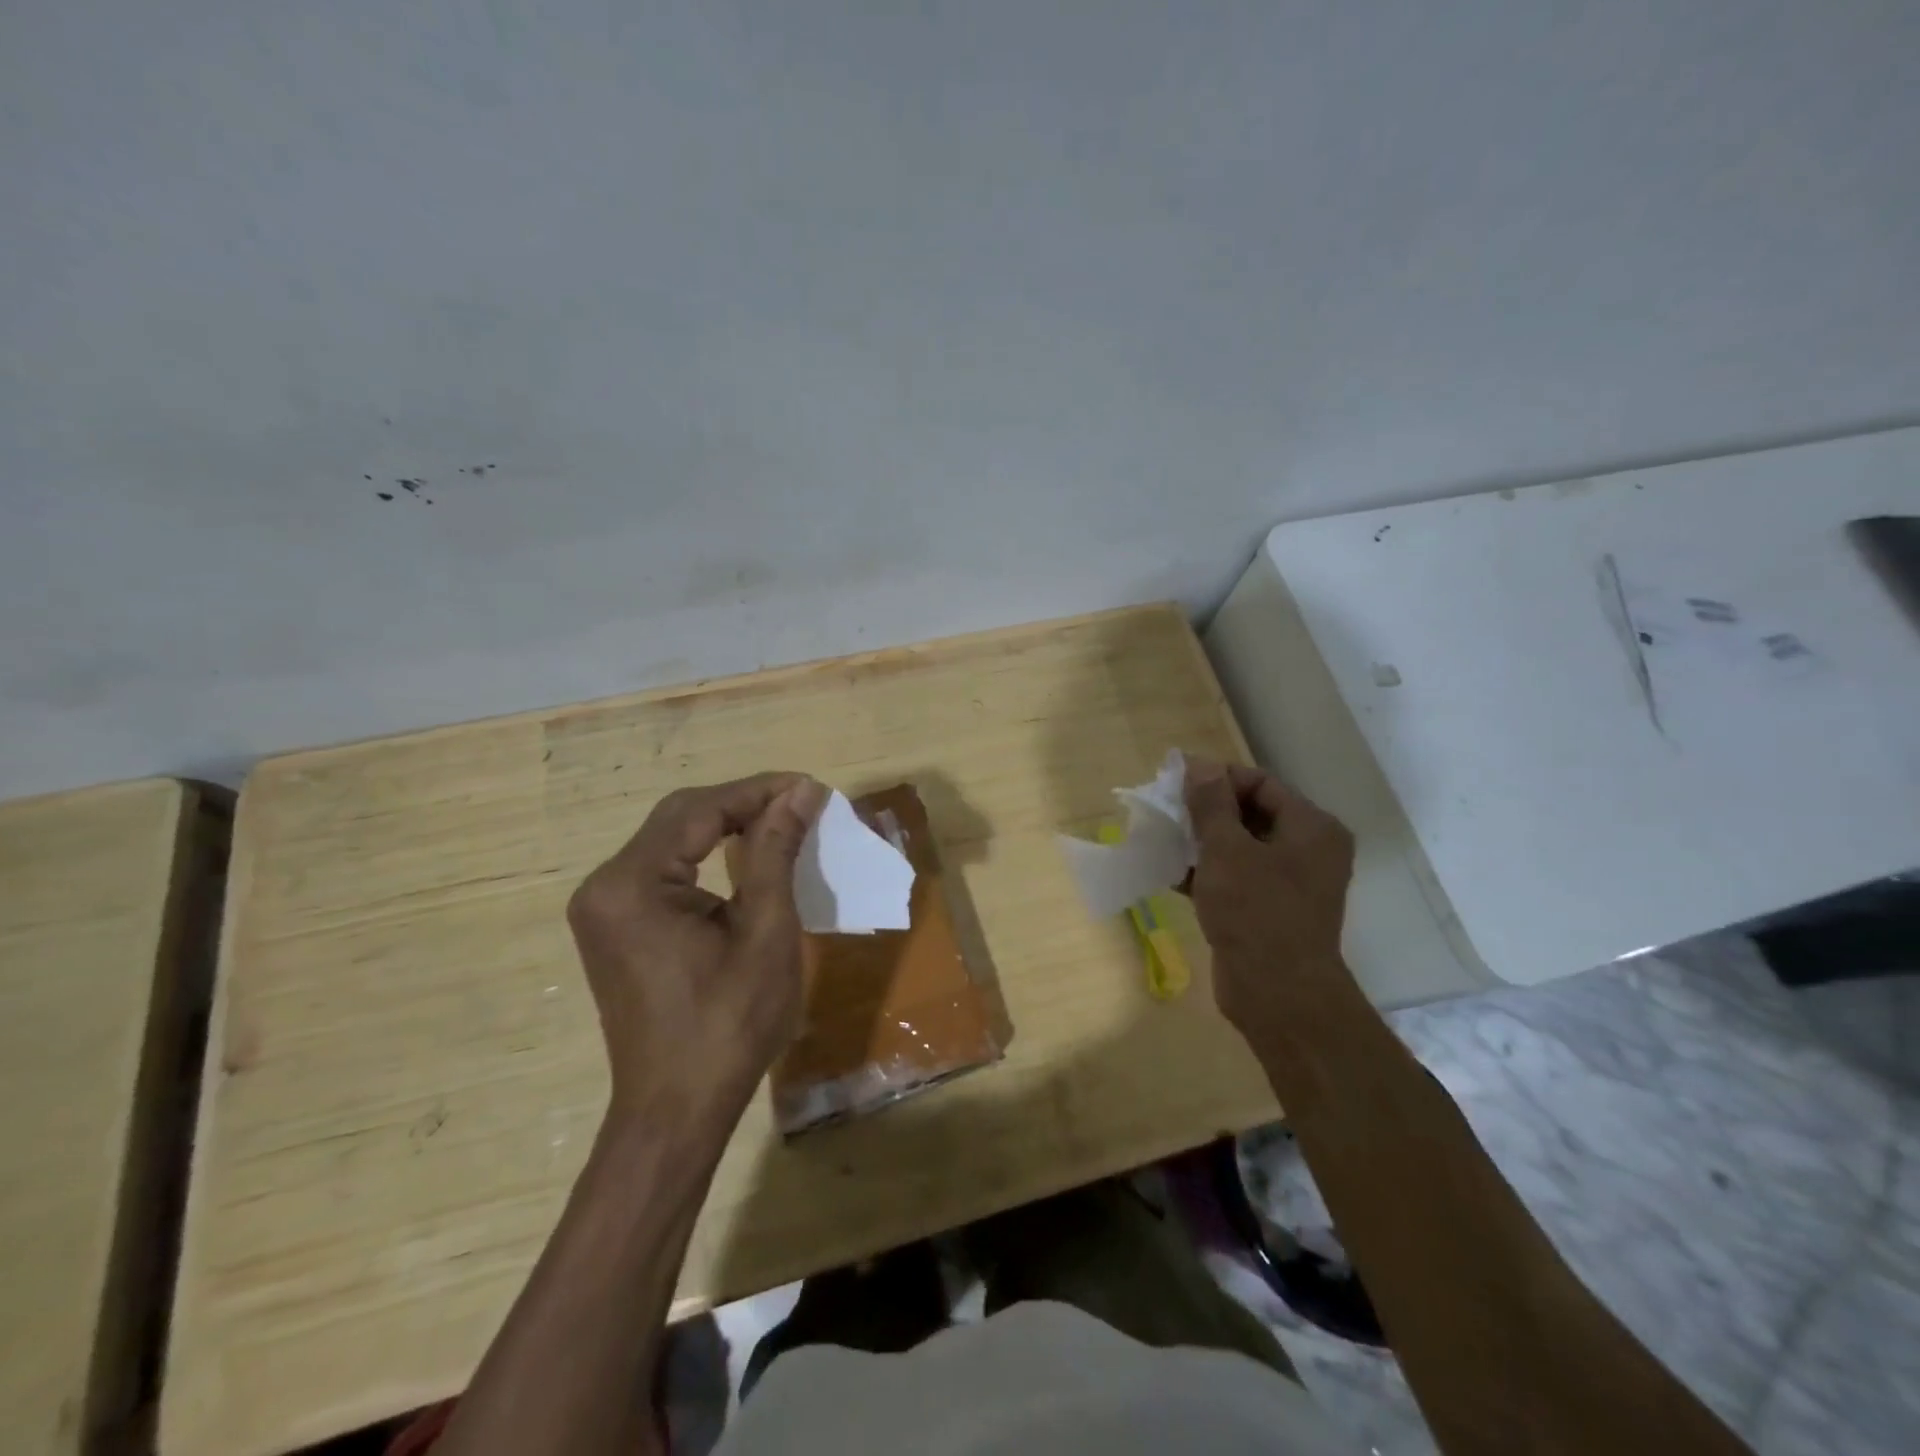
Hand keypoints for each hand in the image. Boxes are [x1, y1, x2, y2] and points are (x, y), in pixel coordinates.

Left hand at [566, 773, 828, 1125]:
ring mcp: (604, 907)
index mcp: (632, 884)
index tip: (810, 786)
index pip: (701, 810)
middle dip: (743, 803)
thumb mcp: (765, 932)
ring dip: (726, 825)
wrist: (676, 1111)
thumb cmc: (728, 1026)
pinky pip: (663, 869)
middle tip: (800, 801)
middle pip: (680, 817)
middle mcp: (605, 885)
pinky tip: (744, 855)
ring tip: (782, 821)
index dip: (759, 791)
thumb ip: (776, 852)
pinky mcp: (615, 925)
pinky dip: (707, 854)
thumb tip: (801, 792)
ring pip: (671, 839)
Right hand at [1184, 758, 1357, 1042]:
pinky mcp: (1269, 911)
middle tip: (1166, 811)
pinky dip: (1207, 872)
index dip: (1217, 779)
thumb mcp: (1226, 850)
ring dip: (1201, 842)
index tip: (1175, 784)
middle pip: (1250, 813)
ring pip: (1239, 847)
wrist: (1278, 995)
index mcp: (1311, 828)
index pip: (1260, 783)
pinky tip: (1170, 871)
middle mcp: (1308, 851)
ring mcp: (1289, 884)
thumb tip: (1197, 764)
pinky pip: (1236, 878)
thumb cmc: (1256, 912)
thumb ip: (1210, 804)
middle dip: (1205, 811)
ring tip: (1162, 839)